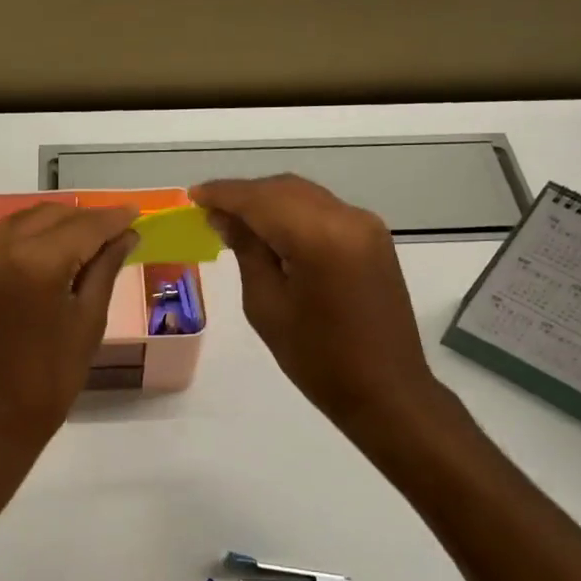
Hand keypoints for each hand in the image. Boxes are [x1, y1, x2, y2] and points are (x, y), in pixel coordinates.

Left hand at [0, 203, 138, 460]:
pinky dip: (19, 246)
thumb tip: (124, 235)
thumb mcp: (87, 323)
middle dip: (81, 220)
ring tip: (77, 243)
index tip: (134, 214)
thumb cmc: (49, 381)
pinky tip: (37, 265)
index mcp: (33, 262)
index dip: (111, 219)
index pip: (82, 226)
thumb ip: (104, 269)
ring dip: (49, 227)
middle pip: (46, 216)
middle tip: (110, 232)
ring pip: (16, 226)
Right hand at [192, 175, 444, 434]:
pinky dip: (293, 212)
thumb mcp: (267, 306)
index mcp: (319, 237)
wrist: (386, 390)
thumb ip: (247, 251)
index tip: (193, 196)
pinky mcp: (374, 238)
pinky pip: (324, 210)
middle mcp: (347, 218)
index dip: (224, 194)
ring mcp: (366, 225)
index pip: (260, 199)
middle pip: (284, 189)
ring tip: (234, 220)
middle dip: (245, 194)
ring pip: (304, 195)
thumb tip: (225, 217)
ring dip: (268, 201)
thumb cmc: (318, 358)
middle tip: (209, 210)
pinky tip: (271, 231)